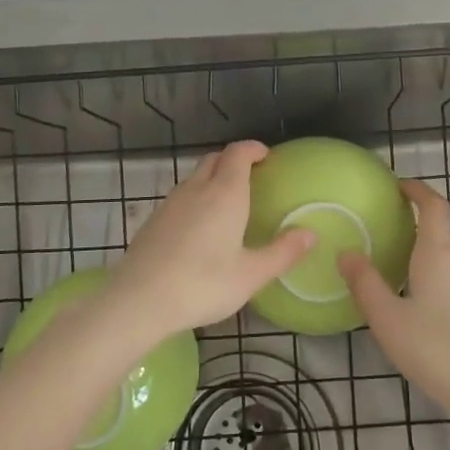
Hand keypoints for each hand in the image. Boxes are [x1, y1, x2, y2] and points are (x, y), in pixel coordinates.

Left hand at [109, 140, 314, 339]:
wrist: (139, 300)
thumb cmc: (202, 285)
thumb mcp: (251, 275)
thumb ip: (283, 252)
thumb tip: (310, 234)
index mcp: (225, 194)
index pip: (238, 153)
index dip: (253, 149)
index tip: (266, 156)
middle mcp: (197, 189)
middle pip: (215, 159)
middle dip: (234, 160)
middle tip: (252, 176)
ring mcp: (171, 202)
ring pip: (195, 177)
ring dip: (213, 177)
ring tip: (228, 201)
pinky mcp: (154, 219)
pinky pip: (181, 195)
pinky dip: (196, 197)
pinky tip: (200, 226)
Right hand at [340, 179, 449, 417]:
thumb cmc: (436, 349)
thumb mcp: (388, 319)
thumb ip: (365, 284)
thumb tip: (346, 252)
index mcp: (439, 255)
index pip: (433, 206)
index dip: (418, 190)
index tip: (399, 187)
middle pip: (442, 234)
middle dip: (419, 231)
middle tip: (390, 243)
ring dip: (429, 262)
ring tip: (402, 282)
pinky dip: (441, 284)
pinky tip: (425, 314)